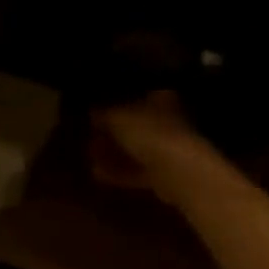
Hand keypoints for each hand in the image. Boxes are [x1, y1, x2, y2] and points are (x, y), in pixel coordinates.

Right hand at [92, 91, 210, 202]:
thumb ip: (102, 114)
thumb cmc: (148, 132)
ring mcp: (169, 149)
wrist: (178, 171)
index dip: (116, 101)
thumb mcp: (116, 117)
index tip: (97, 110)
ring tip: (90, 156)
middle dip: (113, 132)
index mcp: (161, 99)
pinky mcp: (166, 174)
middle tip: (90, 136)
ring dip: (114, 153)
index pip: (137, 95)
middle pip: (136, 125)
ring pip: (136, 149)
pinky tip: (98, 174)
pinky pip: (137, 169)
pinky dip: (119, 171)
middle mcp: (169, 120)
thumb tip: (92, 113)